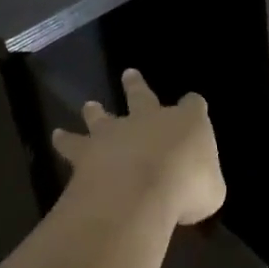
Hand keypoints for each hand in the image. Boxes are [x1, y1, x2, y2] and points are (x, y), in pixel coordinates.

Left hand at [51, 69, 225, 226]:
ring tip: (89, 106)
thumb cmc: (187, 188)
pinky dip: (64, 141)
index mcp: (187, 122)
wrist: (138, 193)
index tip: (192, 105)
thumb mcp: (211, 191)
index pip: (194, 105)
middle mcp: (150, 119)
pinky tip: (57, 137)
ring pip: (103, 116)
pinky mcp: (87, 152)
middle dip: (136, 86)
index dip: (193, 106)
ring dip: (96, 112)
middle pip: (142, 96)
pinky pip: (72, 144)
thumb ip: (204, 183)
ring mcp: (116, 133)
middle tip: (128, 74)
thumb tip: (198, 187)